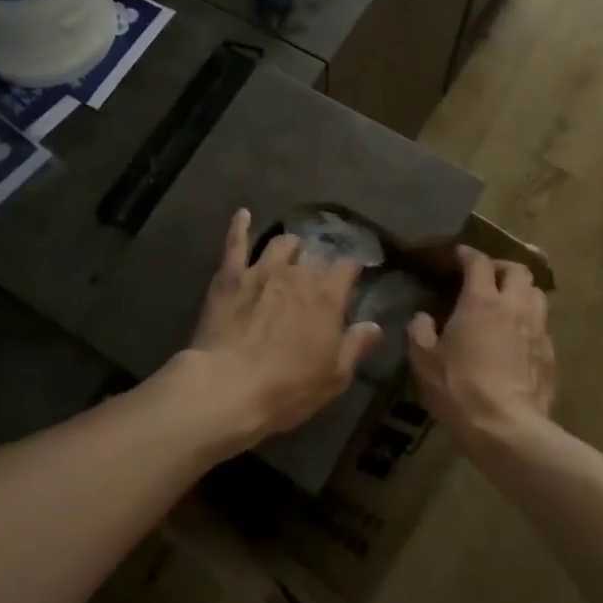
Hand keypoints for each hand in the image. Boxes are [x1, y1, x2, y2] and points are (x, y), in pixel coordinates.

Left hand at [169, 209, 381, 451]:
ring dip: (289, 246)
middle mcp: (297, 272)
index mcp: (326, 295)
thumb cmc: (287, 388)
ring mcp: (261, 269)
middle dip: (319, 263)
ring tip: (292, 249)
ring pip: (280, 244)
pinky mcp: (230, 275)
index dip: (352, 270)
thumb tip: (375, 325)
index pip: (348, 267)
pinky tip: (242, 214)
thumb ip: (356, 346)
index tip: (353, 277)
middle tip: (319, 275)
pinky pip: (236, 243)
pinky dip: (240, 226)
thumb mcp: (334, 377)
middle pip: (314, 256)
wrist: (227, 387)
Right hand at [408, 246, 554, 444]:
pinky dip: (531, 324)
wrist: (507, 429)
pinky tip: (518, 340)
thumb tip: (422, 318)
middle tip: (488, 278)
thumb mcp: (424, 361)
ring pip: (538, 295)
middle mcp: (514, 307)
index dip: (468, 254)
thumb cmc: (459, 388)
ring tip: (508, 304)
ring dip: (522, 292)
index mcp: (481, 301)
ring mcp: (538, 330)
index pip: (479, 262)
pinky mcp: (551, 356)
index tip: (458, 256)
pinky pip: (543, 327)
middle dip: (503, 268)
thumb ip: (420, 332)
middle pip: (518, 270)